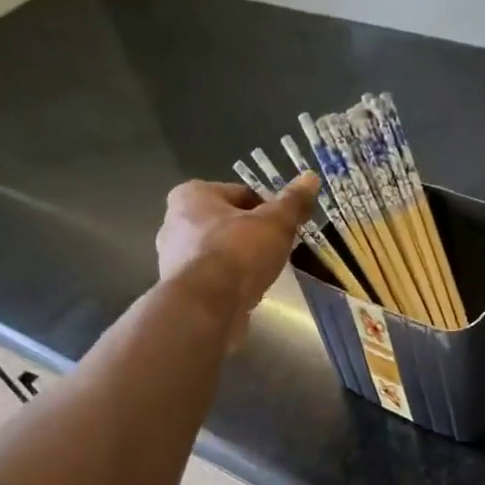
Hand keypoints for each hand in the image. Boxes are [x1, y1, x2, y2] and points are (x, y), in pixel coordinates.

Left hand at [155, 175, 319, 338]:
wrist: (207, 307)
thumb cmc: (238, 254)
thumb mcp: (275, 223)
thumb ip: (292, 202)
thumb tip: (311, 177)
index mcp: (192, 195)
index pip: (241, 194)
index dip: (268, 208)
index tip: (286, 226)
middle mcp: (174, 221)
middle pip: (228, 222)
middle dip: (253, 234)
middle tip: (278, 249)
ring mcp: (174, 258)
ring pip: (220, 251)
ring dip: (241, 259)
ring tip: (266, 272)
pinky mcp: (180, 288)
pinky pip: (213, 277)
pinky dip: (230, 281)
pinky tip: (248, 291)